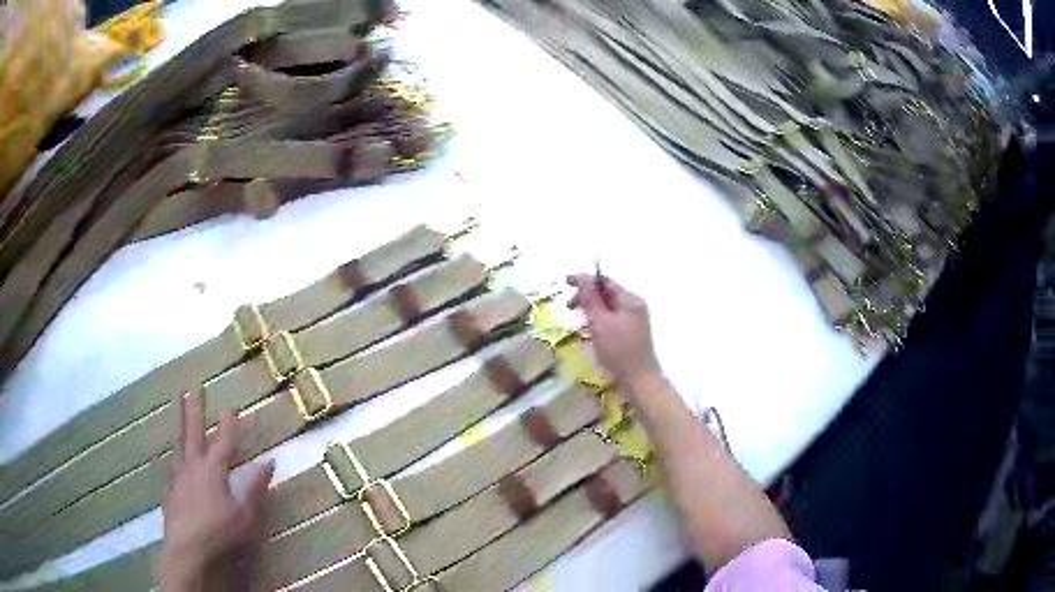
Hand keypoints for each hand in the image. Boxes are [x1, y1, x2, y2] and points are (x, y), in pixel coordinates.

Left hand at [161, 389, 273, 591]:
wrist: (186, 548)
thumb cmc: (219, 531)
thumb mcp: (244, 514)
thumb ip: (254, 487)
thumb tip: (269, 462)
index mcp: (213, 470)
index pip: (224, 441)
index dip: (229, 423)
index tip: (232, 405)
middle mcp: (193, 466)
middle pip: (193, 432)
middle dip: (194, 409)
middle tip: (193, 387)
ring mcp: (178, 477)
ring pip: (179, 445)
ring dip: (180, 425)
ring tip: (179, 409)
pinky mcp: (170, 491)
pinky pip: (171, 468)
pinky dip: (173, 458)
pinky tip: (170, 461)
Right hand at [567, 274, 661, 387]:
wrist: (639, 380)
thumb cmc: (618, 350)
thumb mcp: (600, 323)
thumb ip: (590, 298)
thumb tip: (582, 277)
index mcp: (630, 300)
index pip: (605, 282)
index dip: (585, 280)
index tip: (566, 282)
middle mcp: (634, 306)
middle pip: (607, 293)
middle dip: (586, 296)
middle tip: (568, 307)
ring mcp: (634, 319)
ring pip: (608, 307)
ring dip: (591, 308)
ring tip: (577, 320)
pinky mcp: (631, 332)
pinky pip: (611, 318)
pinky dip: (598, 319)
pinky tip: (589, 330)